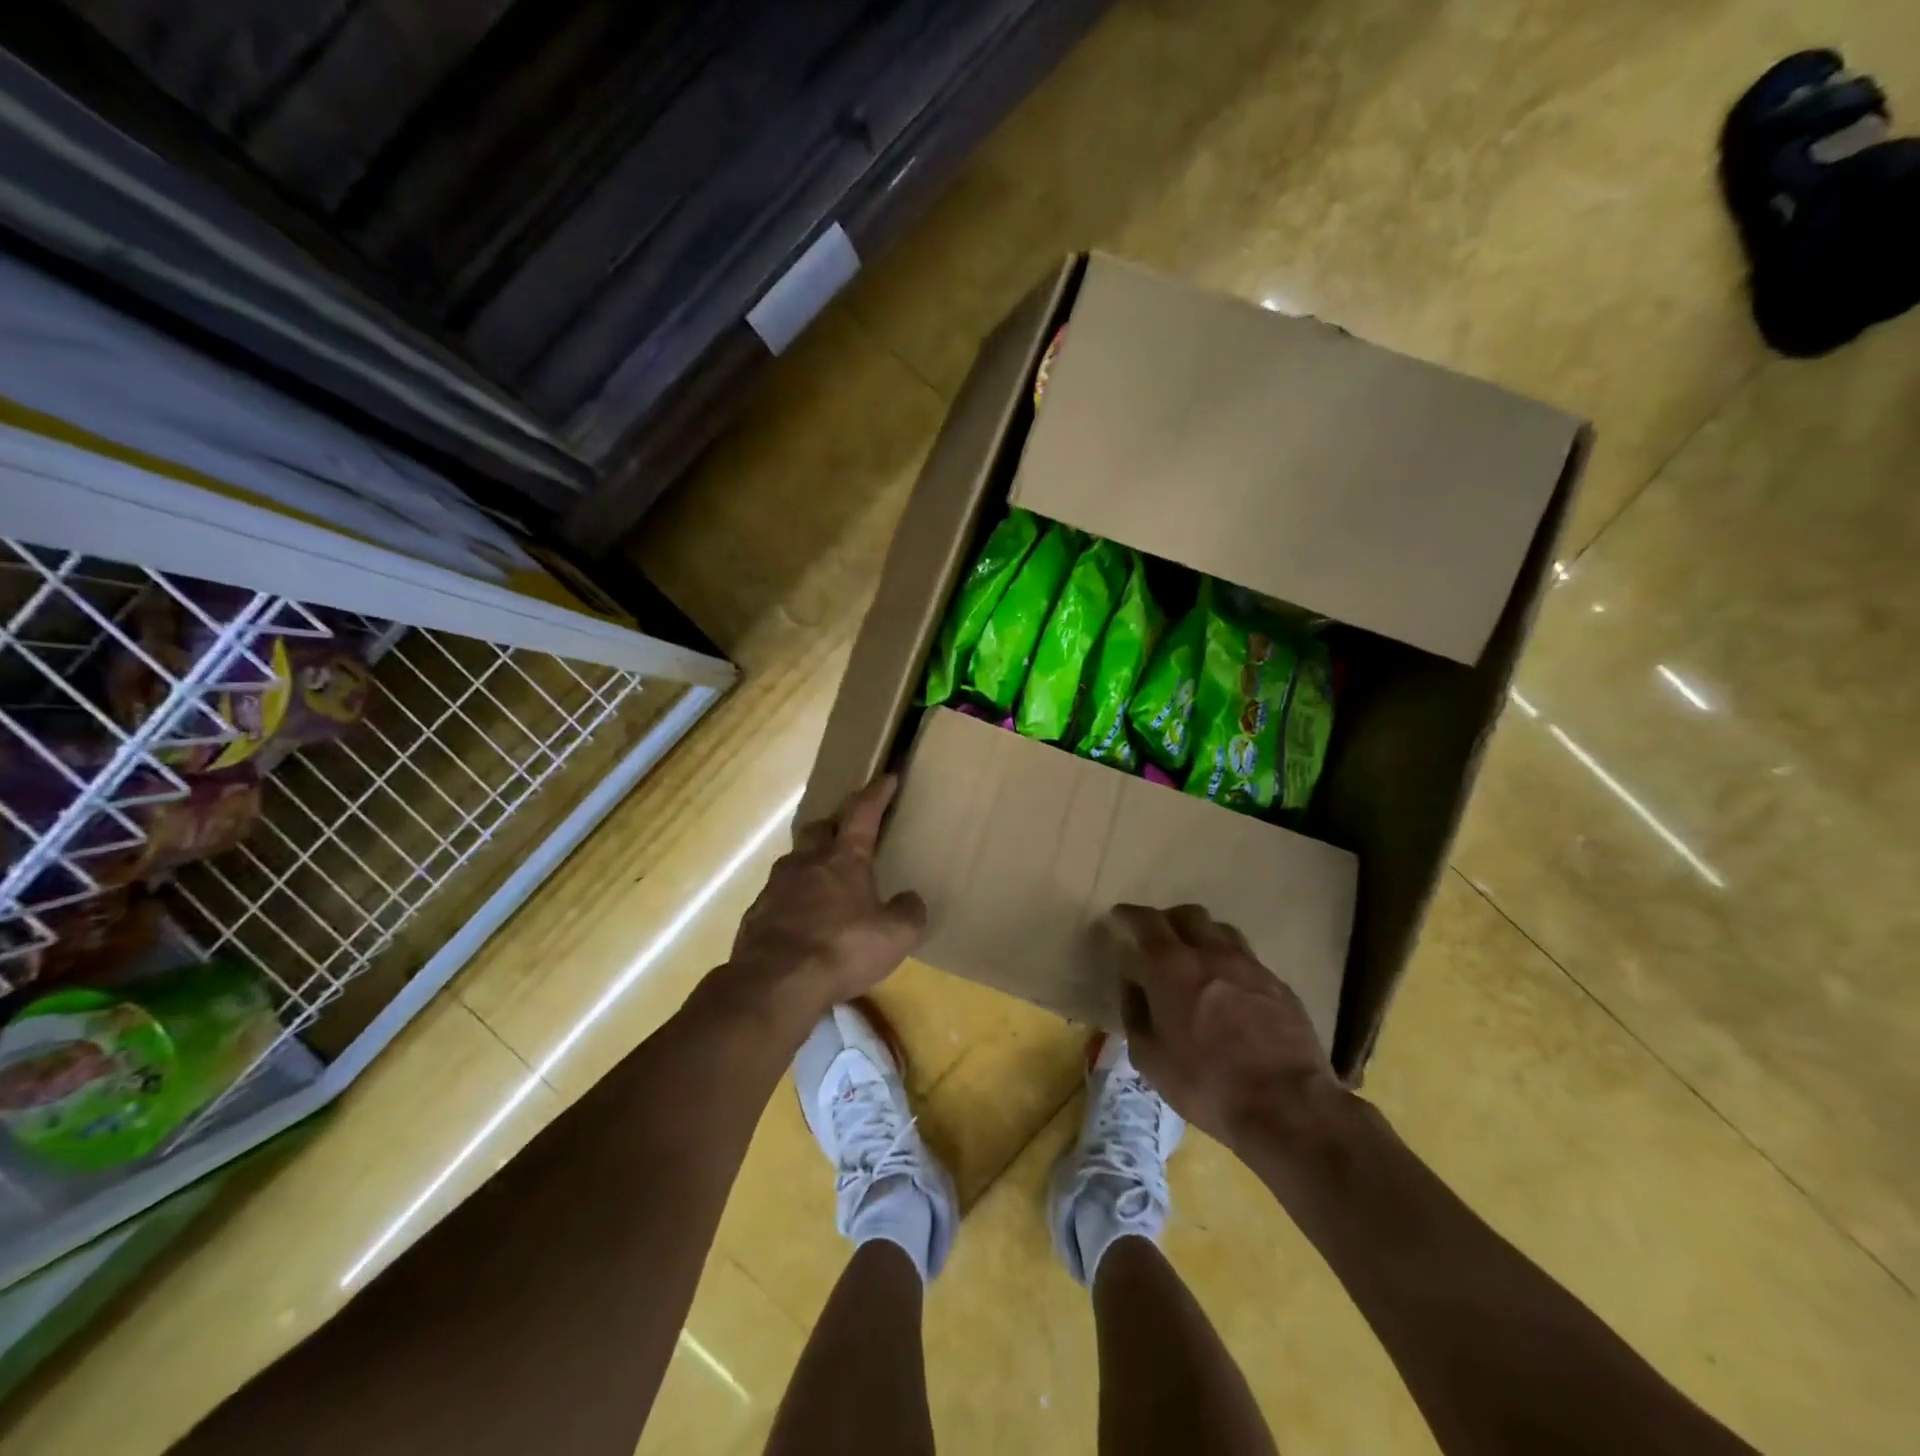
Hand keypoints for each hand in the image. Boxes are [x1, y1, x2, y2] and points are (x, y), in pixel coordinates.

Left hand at [729, 776, 926, 1014]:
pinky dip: (793, 898)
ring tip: (823, 878)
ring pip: (795, 860)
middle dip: (835, 823)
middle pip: (819, 828)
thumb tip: (911, 899)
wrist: (775, 983)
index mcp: (844, 859)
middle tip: (847, 830)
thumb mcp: (895, 935)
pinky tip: (800, 918)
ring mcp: (776, 887)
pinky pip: (778, 895)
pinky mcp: (756, 914)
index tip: (886, 777)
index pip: (862, 814)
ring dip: (811, 861)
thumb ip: (908, 912)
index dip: (876, 794)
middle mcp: (807, 863)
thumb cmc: (842, 949)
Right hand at [1109, 903, 1346, 1150]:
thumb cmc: (1205, 1083)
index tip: (1120, 916)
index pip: (1146, 922)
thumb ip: (1135, 1013)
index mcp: (1171, 966)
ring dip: (1204, 936)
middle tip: (1159, 938)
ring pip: (1222, 931)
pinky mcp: (1280, 986)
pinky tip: (1232, 989)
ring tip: (1198, 958)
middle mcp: (1211, 953)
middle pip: (1189, 914)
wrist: (1287, 1106)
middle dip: (1169, 920)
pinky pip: (1249, 960)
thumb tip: (1132, 986)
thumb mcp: (1150, 1058)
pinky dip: (1232, 964)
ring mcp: (1250, 966)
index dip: (1130, 915)